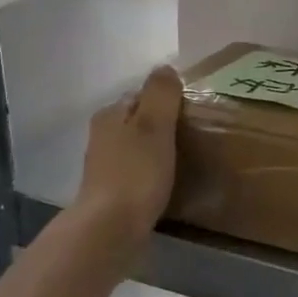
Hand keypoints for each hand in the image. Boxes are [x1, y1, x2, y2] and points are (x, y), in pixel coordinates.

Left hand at [75, 65, 182, 240]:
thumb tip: (165, 67)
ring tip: (186, 158)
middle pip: (138, 121)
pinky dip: (152, 172)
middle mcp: (102, 136)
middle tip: (195, 134)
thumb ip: (161, 95)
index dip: (167, 100)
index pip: (142, 95)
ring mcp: (105, 166)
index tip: (192, 111)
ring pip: (137, 146)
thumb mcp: (154, 126)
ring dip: (157, 149)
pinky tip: (168, 181)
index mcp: (111, 115)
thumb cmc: (136, 172)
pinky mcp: (112, 192)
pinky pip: (138, 171)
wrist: (111, 228)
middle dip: (162, 124)